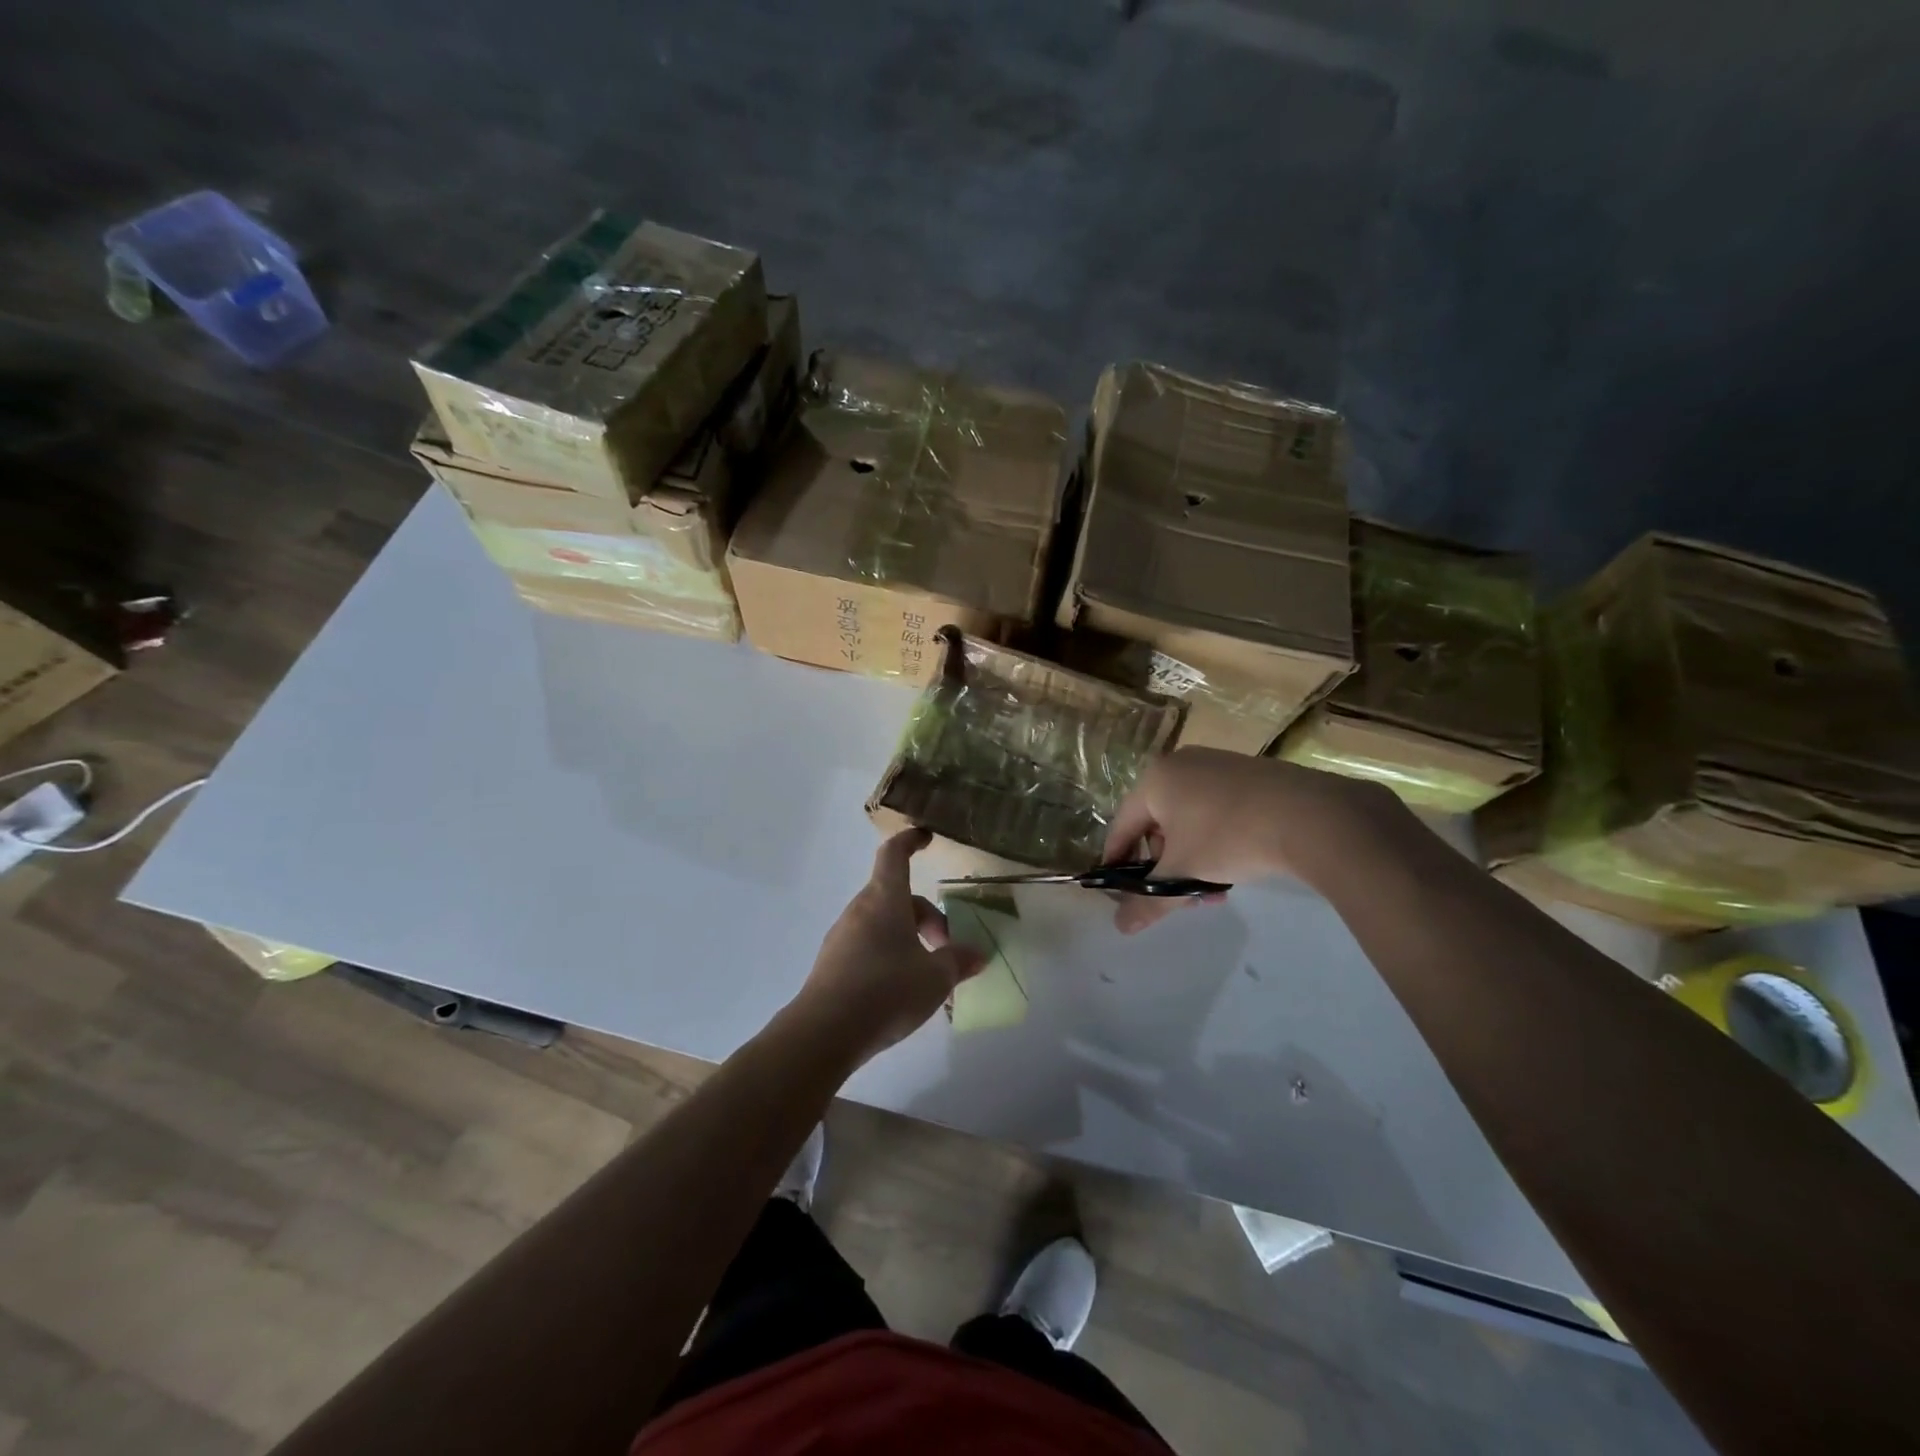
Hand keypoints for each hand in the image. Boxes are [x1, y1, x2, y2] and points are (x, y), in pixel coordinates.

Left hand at [788, 829, 986, 1066]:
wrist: (825, 1032)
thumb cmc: (886, 991)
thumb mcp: (935, 978)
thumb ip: (958, 961)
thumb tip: (978, 954)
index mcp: (885, 900)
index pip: (895, 855)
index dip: (910, 841)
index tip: (926, 837)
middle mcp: (860, 910)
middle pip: (897, 897)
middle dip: (926, 916)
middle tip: (948, 947)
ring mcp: (842, 936)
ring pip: (883, 922)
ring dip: (908, 937)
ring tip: (928, 974)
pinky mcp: (832, 963)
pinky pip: (868, 945)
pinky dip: (889, 954)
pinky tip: (901, 989)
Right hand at [1102, 748, 1398, 934]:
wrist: (1313, 816)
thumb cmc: (1228, 837)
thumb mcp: (1183, 873)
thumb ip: (1148, 901)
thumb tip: (1120, 927)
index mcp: (1155, 779)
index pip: (1122, 826)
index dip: (1117, 862)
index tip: (1118, 892)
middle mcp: (1181, 764)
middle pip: (1157, 824)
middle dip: (1165, 866)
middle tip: (1178, 897)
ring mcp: (1218, 765)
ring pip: (1189, 820)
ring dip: (1192, 859)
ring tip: (1212, 891)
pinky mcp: (1250, 773)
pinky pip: (1216, 810)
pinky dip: (1216, 840)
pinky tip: (1235, 867)